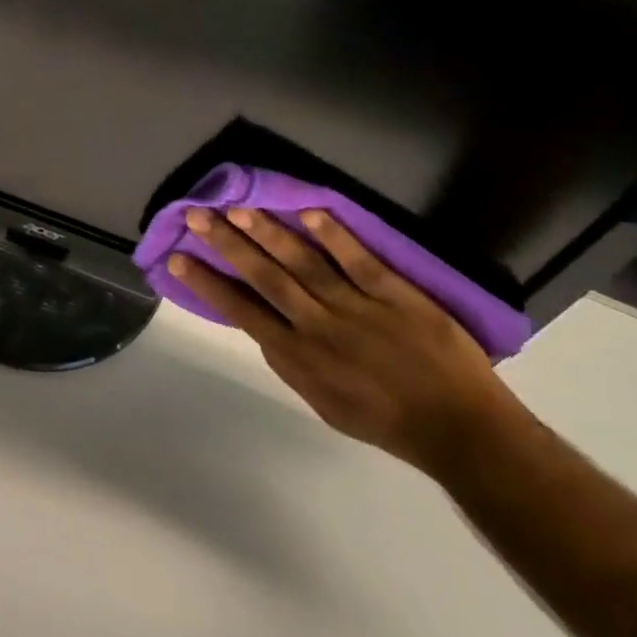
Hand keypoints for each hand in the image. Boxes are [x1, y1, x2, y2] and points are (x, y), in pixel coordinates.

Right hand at [171, 208, 521, 475]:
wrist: (457, 427)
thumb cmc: (385, 420)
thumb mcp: (324, 403)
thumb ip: (291, 364)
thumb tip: (264, 329)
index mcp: (298, 358)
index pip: (242, 312)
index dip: (208, 283)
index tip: (178, 257)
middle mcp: (318, 327)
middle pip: (264, 278)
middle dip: (227, 245)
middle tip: (197, 215)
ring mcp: (356, 308)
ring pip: (303, 263)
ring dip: (268, 234)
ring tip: (239, 208)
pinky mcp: (394, 293)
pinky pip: (358, 260)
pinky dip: (334, 236)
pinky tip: (309, 211)